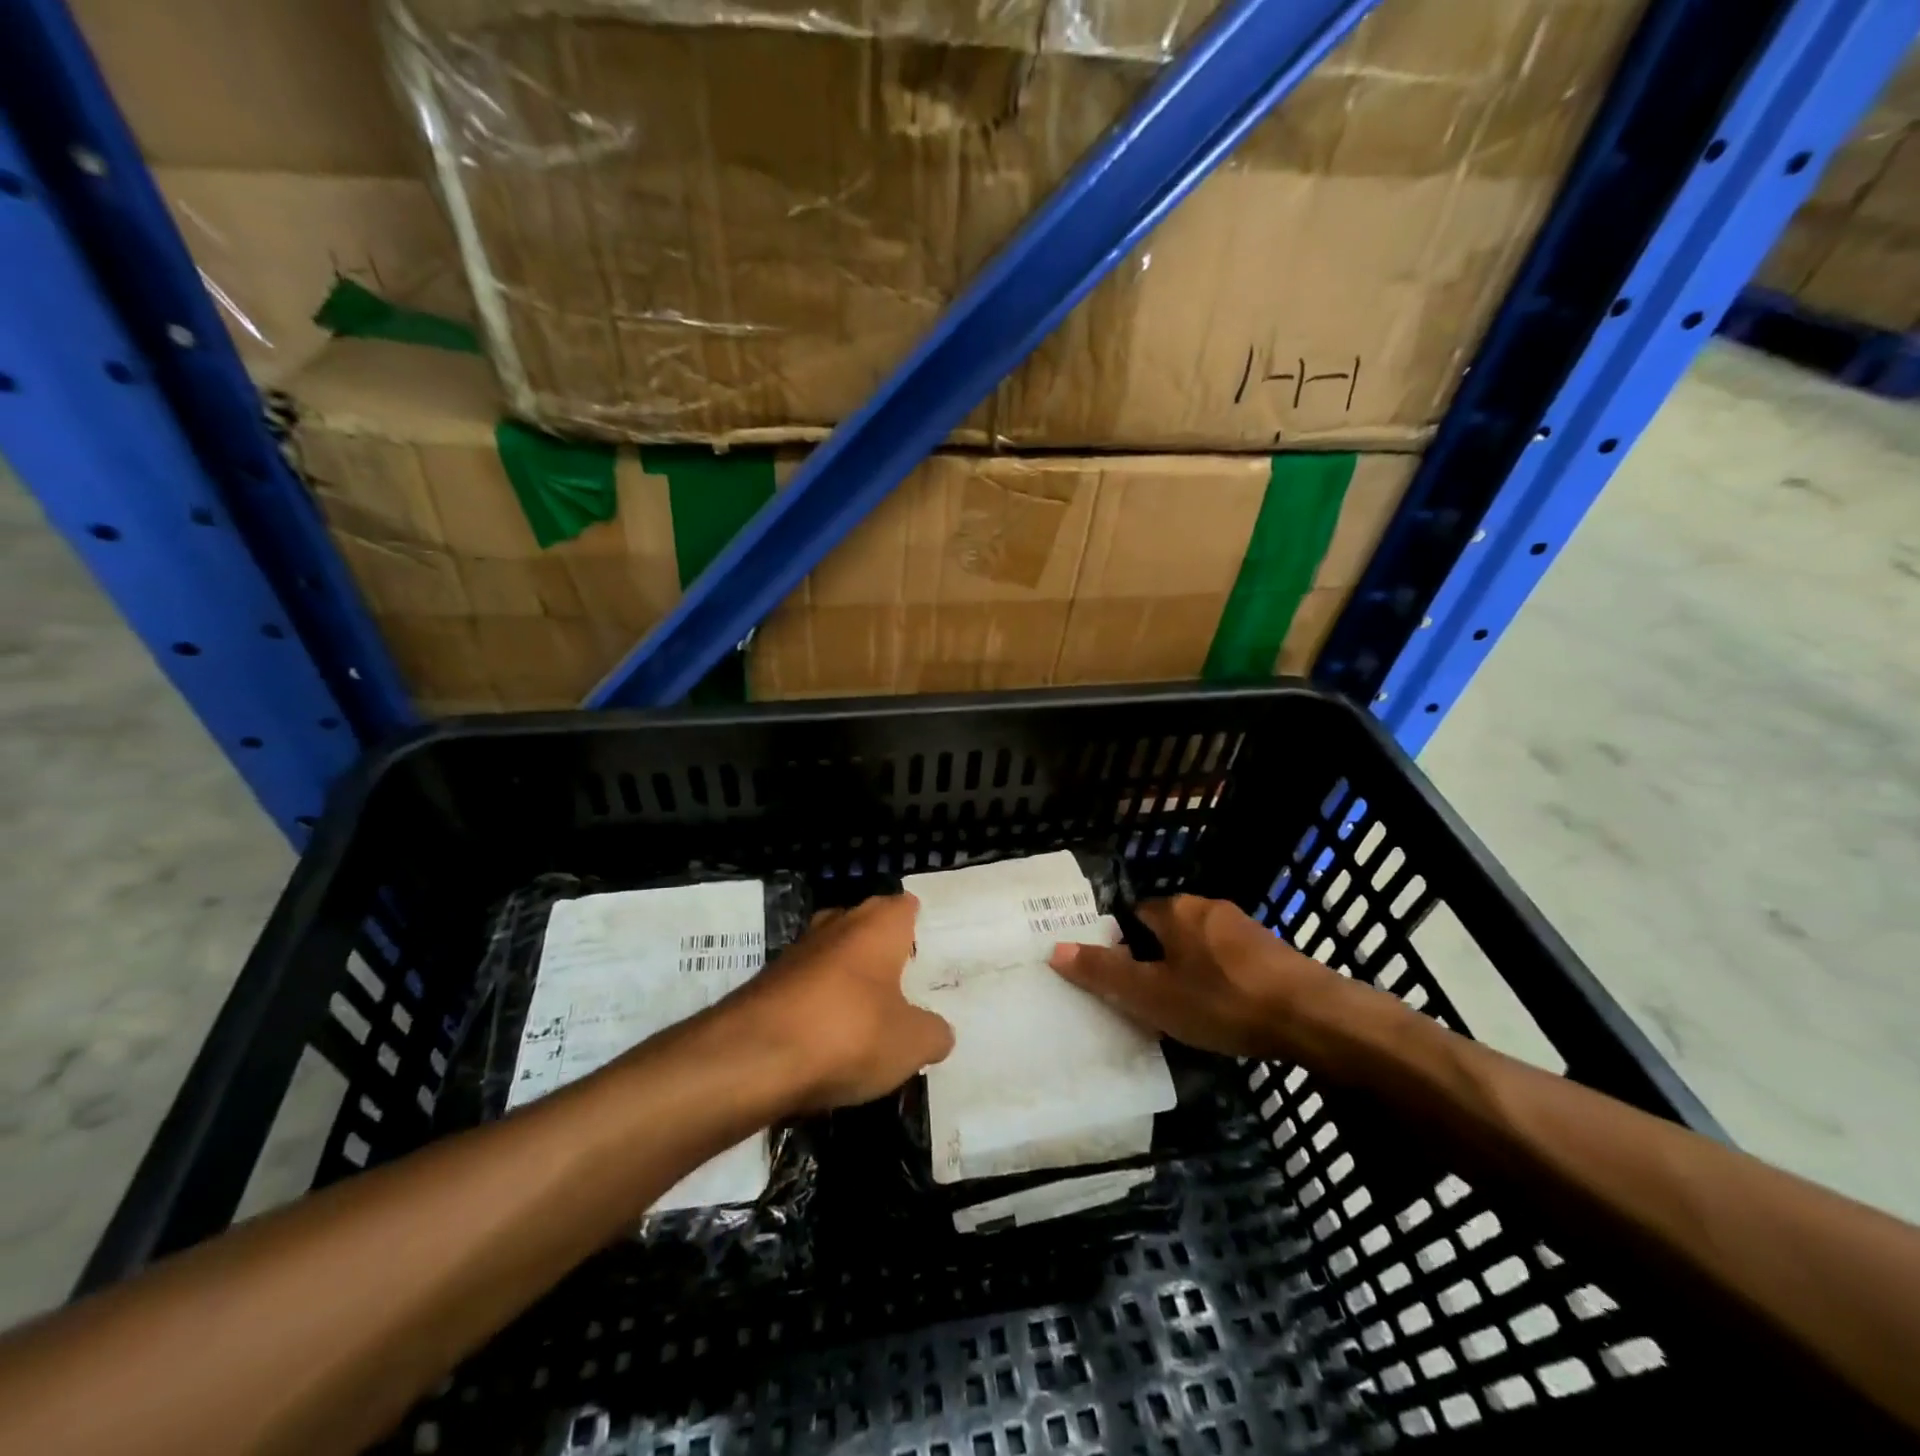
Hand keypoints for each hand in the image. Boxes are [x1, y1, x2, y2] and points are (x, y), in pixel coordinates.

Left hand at [724, 894, 953, 1112]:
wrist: (752, 1058)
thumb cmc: (849, 1033)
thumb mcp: (912, 1044)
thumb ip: (933, 1034)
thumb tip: (938, 1033)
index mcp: (878, 924)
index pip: (905, 906)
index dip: (917, 925)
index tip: (929, 952)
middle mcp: (837, 925)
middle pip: (866, 925)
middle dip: (881, 949)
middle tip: (904, 984)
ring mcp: (796, 952)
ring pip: (832, 955)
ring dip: (847, 978)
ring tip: (868, 1015)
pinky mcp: (767, 983)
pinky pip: (805, 987)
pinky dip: (818, 1005)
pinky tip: (827, 1038)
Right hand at [1049, 895, 1334, 1058]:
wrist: (1311, 1016)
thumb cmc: (1221, 1001)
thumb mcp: (1152, 995)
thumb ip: (1104, 973)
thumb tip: (1054, 949)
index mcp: (1174, 910)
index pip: (1133, 915)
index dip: (1122, 946)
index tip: (1122, 980)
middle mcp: (1207, 907)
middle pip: (1166, 929)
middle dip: (1155, 959)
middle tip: (1150, 1001)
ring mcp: (1243, 926)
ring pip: (1198, 945)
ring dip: (1188, 970)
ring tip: (1186, 1012)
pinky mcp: (1270, 949)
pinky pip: (1228, 959)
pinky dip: (1218, 979)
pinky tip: (1225, 1011)